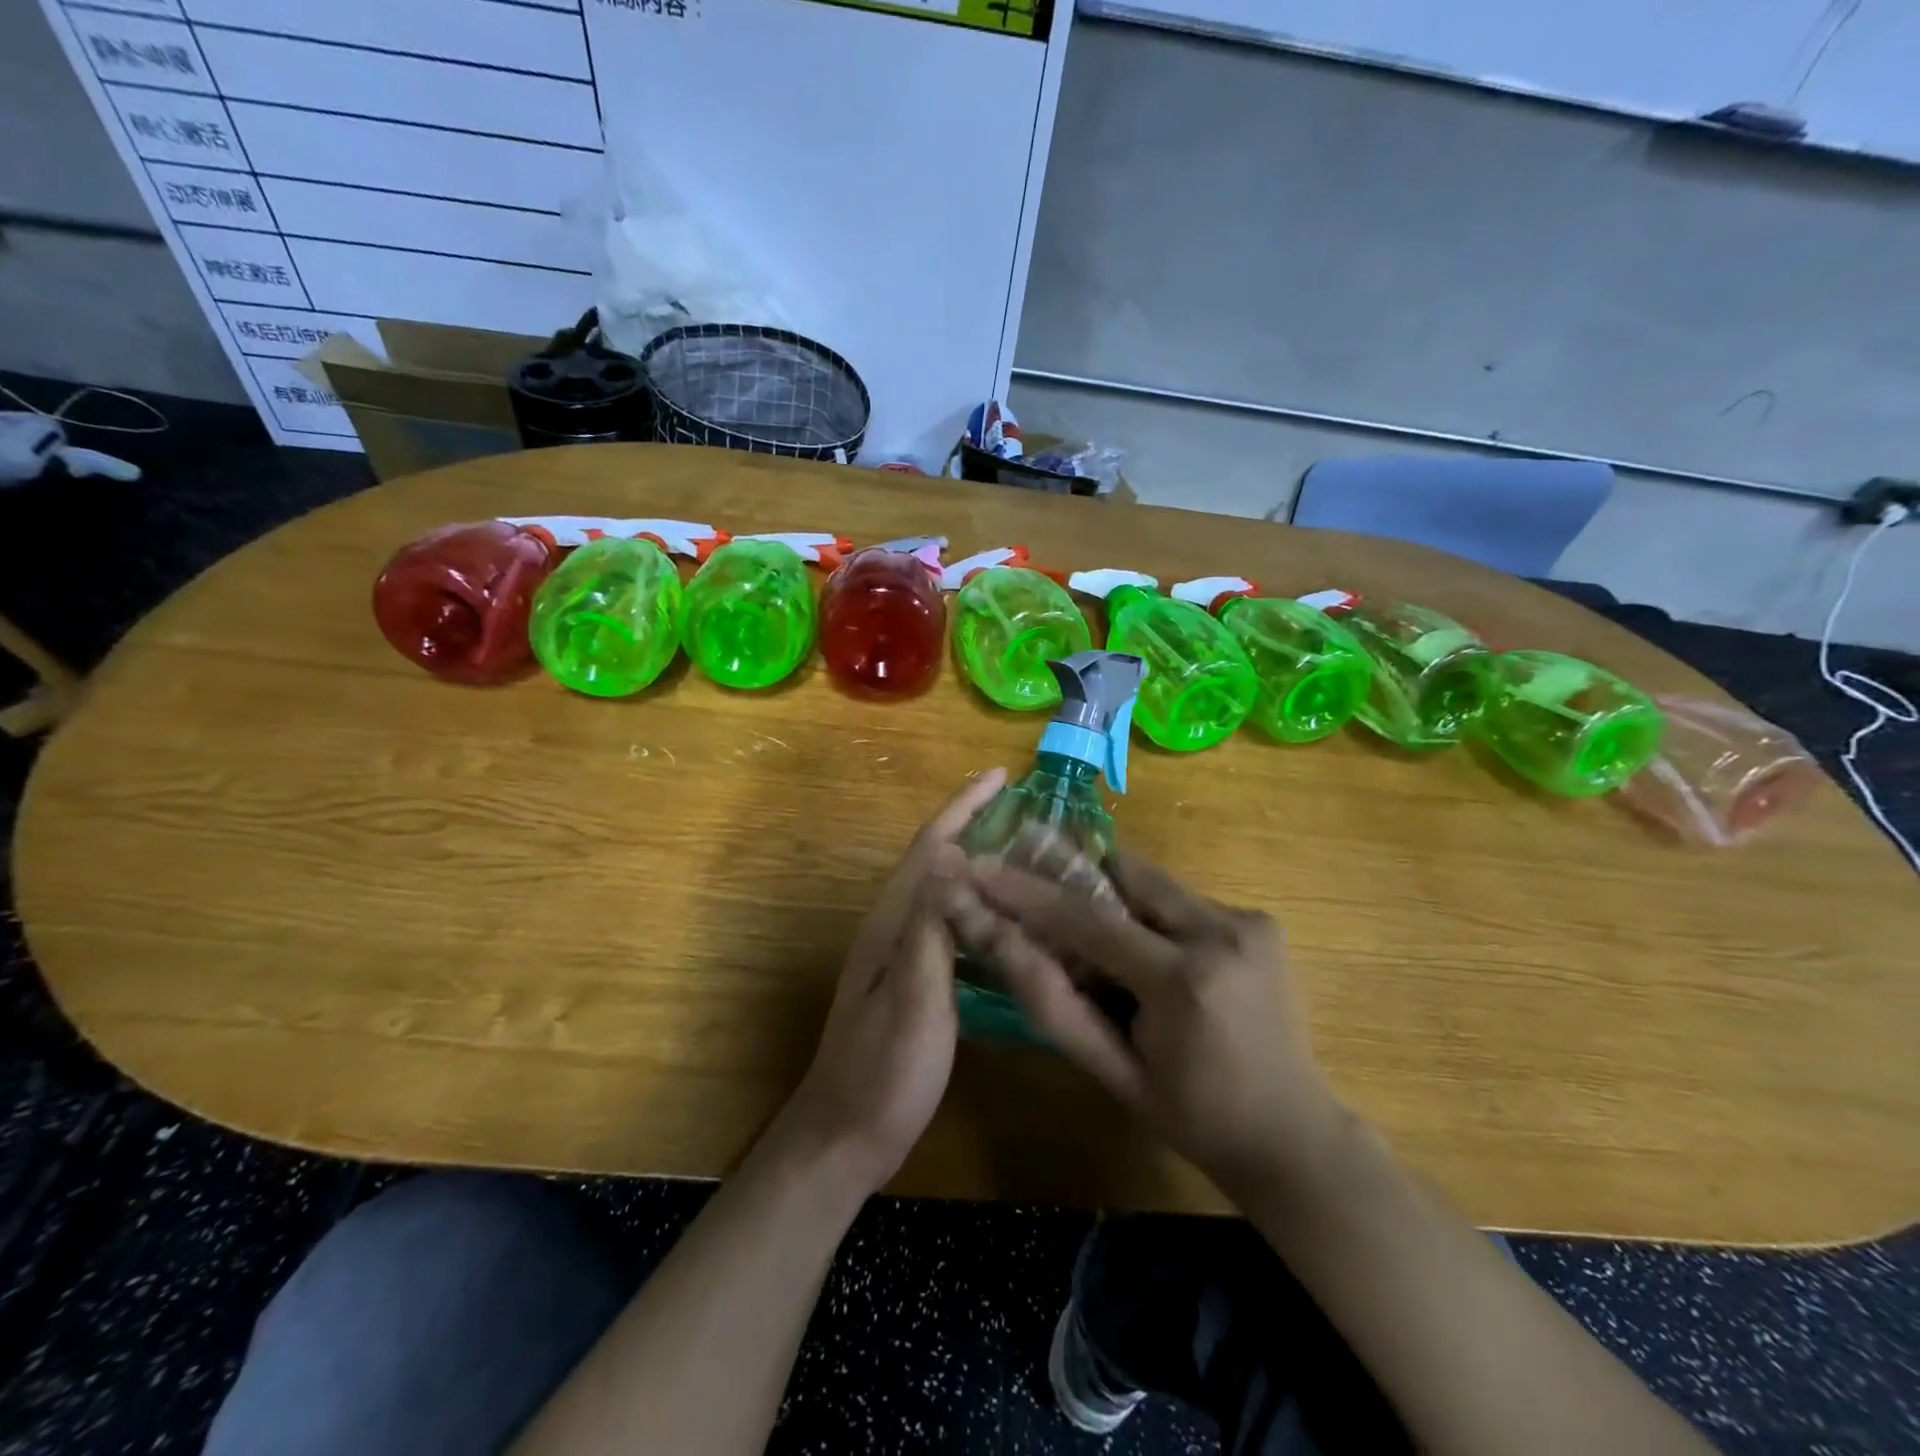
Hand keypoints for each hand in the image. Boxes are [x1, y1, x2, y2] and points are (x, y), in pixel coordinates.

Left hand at [779, 768, 1006, 1195]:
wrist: (844, 1138)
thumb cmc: (883, 1072)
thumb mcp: (912, 998)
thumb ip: (929, 928)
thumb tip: (951, 855)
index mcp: (892, 924)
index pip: (930, 848)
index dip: (962, 808)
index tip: (999, 775)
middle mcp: (892, 929)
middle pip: (934, 861)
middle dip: (972, 824)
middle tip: (1022, 808)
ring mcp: (899, 957)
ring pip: (942, 891)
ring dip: (975, 861)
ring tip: (1021, 851)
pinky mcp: (910, 983)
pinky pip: (947, 924)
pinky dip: (974, 904)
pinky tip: (1000, 918)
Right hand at [943, 851, 1342, 1197]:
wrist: (1294, 1136)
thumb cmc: (1195, 1117)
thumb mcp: (1114, 1073)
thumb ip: (1056, 1005)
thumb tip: (1001, 942)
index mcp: (1183, 981)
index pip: (1087, 919)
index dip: (1027, 891)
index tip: (982, 868)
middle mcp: (1221, 932)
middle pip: (1125, 875)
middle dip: (1078, 882)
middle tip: (1042, 901)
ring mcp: (1249, 921)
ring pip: (1154, 884)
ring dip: (1119, 904)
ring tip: (1108, 953)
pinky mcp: (1261, 921)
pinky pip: (1184, 901)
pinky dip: (1154, 919)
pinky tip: (1153, 962)